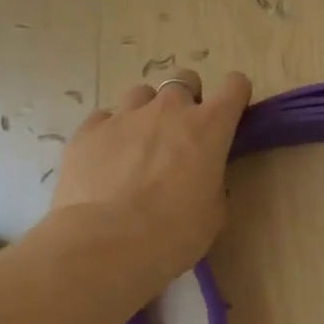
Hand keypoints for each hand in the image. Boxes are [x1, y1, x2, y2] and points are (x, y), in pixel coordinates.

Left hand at [43, 69, 252, 295]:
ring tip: (140, 143)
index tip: (231, 113)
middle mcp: (169, 110)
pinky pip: (105, 117)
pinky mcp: (88, 130)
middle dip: (187, 99)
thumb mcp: (213, 212)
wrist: (106, 243)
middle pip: (184, 80)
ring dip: (147, 111)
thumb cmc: (175, 232)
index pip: (235, 86)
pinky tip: (108, 159)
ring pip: (142, 93)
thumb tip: (202, 179)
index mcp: (210, 127)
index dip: (235, 95)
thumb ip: (212, 182)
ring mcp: (125, 116)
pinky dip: (111, 131)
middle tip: (182, 132)